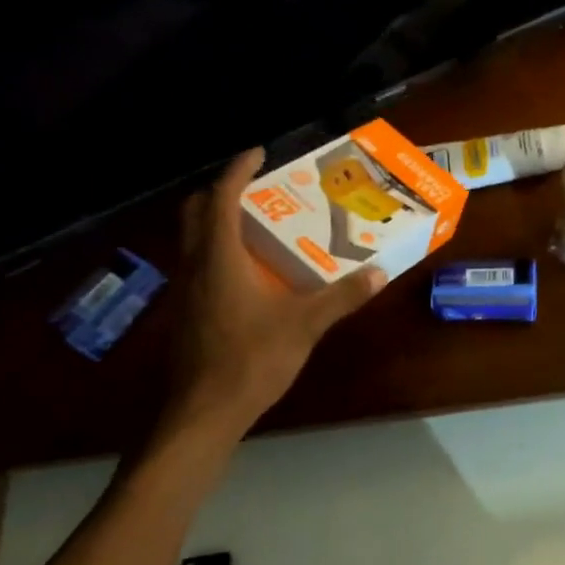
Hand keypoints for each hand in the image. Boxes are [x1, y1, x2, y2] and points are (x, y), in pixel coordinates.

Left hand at [156, 149, 385, 443]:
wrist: (204, 412)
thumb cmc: (251, 360)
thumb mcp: (305, 326)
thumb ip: (342, 296)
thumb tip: (379, 272)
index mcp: (220, 259)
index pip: (221, 199)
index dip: (237, 171)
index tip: (258, 152)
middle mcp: (196, 267)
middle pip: (196, 213)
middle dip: (221, 192)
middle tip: (256, 187)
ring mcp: (186, 292)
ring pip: (195, 241)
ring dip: (219, 223)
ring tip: (259, 224)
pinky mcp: (188, 314)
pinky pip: (200, 266)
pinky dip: (220, 252)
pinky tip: (251, 274)